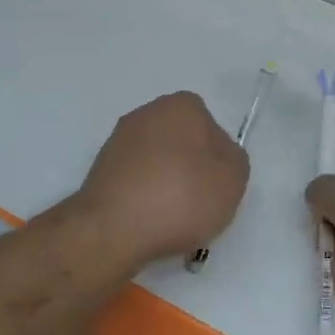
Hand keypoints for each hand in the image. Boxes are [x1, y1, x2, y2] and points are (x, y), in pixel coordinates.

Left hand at [73, 92, 248, 268]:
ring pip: (157, 164)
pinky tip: (148, 224)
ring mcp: (118, 141)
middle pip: (182, 144)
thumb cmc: (181, 197)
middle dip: (190, 171)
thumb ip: (234, 159)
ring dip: (167, 187)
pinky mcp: (100, 170)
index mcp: (181, 106)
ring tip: (172, 222)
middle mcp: (146, 114)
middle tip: (198, 205)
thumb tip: (217, 156)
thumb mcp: (233, 179)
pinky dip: (144, 199)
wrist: (113, 229)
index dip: (218, 158)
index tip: (217, 186)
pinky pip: (135, 183)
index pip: (210, 127)